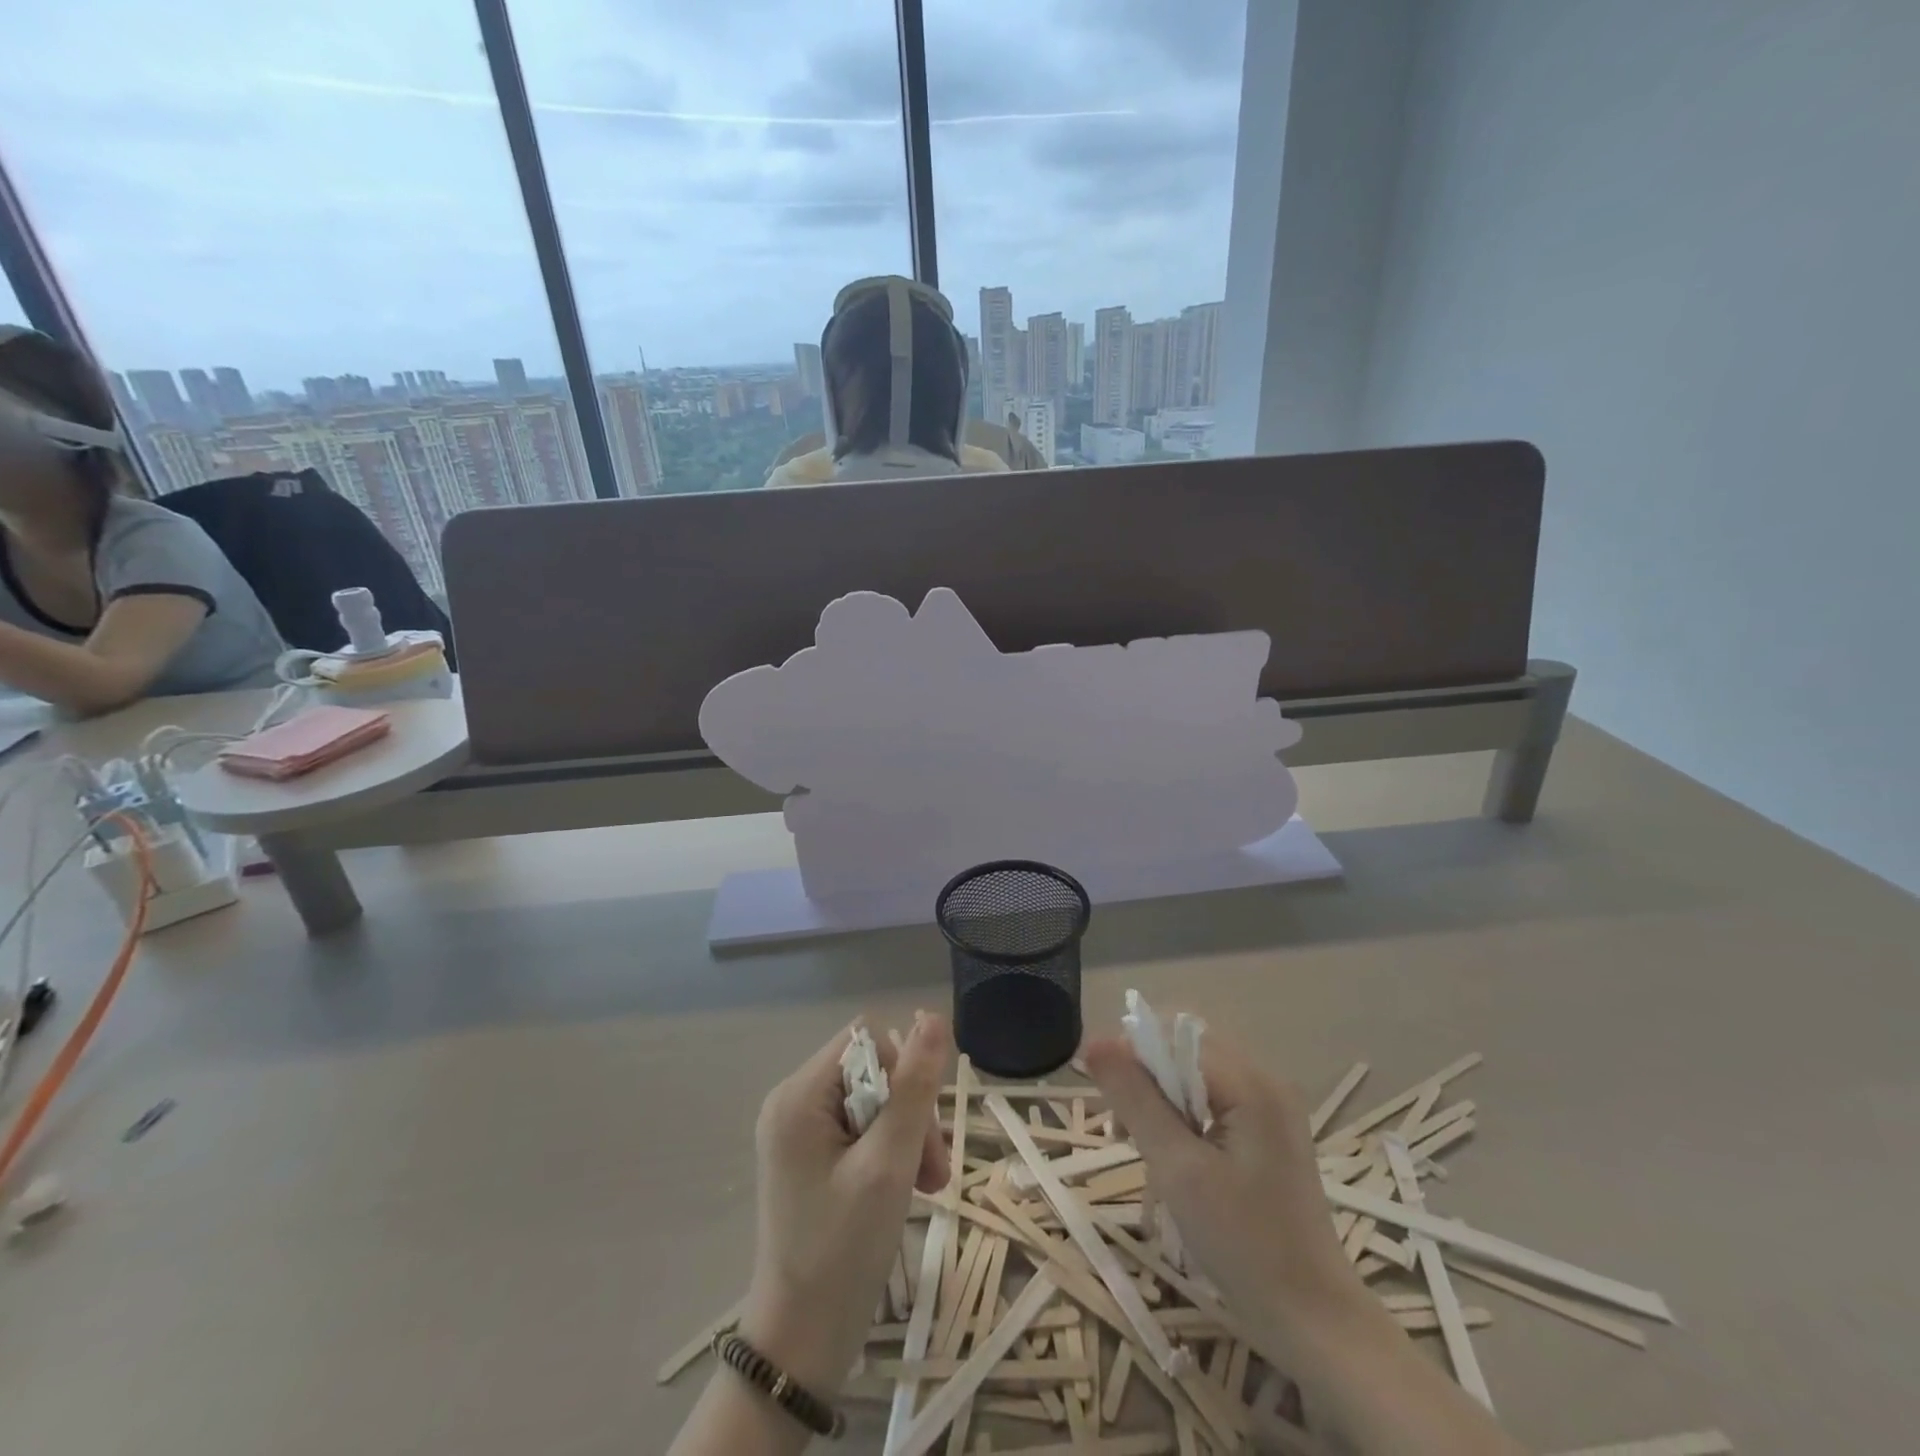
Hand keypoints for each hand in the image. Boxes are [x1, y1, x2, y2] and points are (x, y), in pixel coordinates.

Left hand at [738, 1012, 952, 1396]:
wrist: (801, 1344)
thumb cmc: (843, 1251)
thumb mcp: (888, 1164)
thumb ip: (914, 1088)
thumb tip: (934, 1017)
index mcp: (799, 1095)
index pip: (868, 1041)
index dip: (904, 1073)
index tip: (921, 1129)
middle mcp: (792, 1101)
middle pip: (872, 1071)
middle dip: (910, 1113)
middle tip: (933, 1171)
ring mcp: (798, 1130)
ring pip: (873, 1100)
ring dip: (907, 1135)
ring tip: (928, 1185)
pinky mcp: (809, 1156)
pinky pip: (860, 1128)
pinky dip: (890, 1151)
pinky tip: (908, 1187)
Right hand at [1082, 1027, 1372, 1364]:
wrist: (1313, 1321)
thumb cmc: (1243, 1245)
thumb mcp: (1177, 1169)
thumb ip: (1135, 1098)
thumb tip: (1094, 1042)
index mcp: (1251, 1083)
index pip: (1176, 1035)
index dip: (1133, 1055)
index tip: (1107, 1103)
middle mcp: (1266, 1080)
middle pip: (1186, 1048)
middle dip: (1146, 1076)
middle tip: (1123, 1129)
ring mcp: (1271, 1106)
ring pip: (1195, 1073)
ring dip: (1160, 1097)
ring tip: (1141, 1145)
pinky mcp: (1268, 1130)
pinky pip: (1212, 1098)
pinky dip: (1183, 1115)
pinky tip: (1172, 1154)